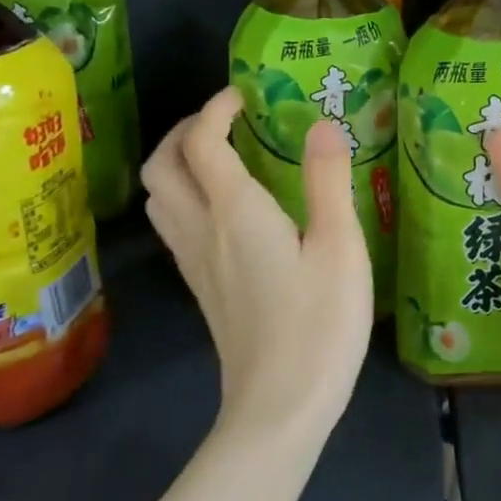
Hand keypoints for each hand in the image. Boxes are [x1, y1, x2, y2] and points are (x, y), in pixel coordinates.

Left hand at [142, 88, 373, 436]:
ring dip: (178, 162)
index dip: (216, 107)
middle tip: (227, 118)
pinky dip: (185, 194)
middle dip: (185, 129)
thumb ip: (328, 180)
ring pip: (160, 196)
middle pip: (162, 166)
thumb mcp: (340, 246)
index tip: (246, 93)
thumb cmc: (319, 322)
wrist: (280, 407)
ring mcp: (195, 263)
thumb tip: (319, 123)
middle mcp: (203, 230)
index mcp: (236, 212)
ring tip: (222, 154)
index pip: (203, 142)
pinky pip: (174, 224)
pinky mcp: (201, 288)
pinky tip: (225, 206)